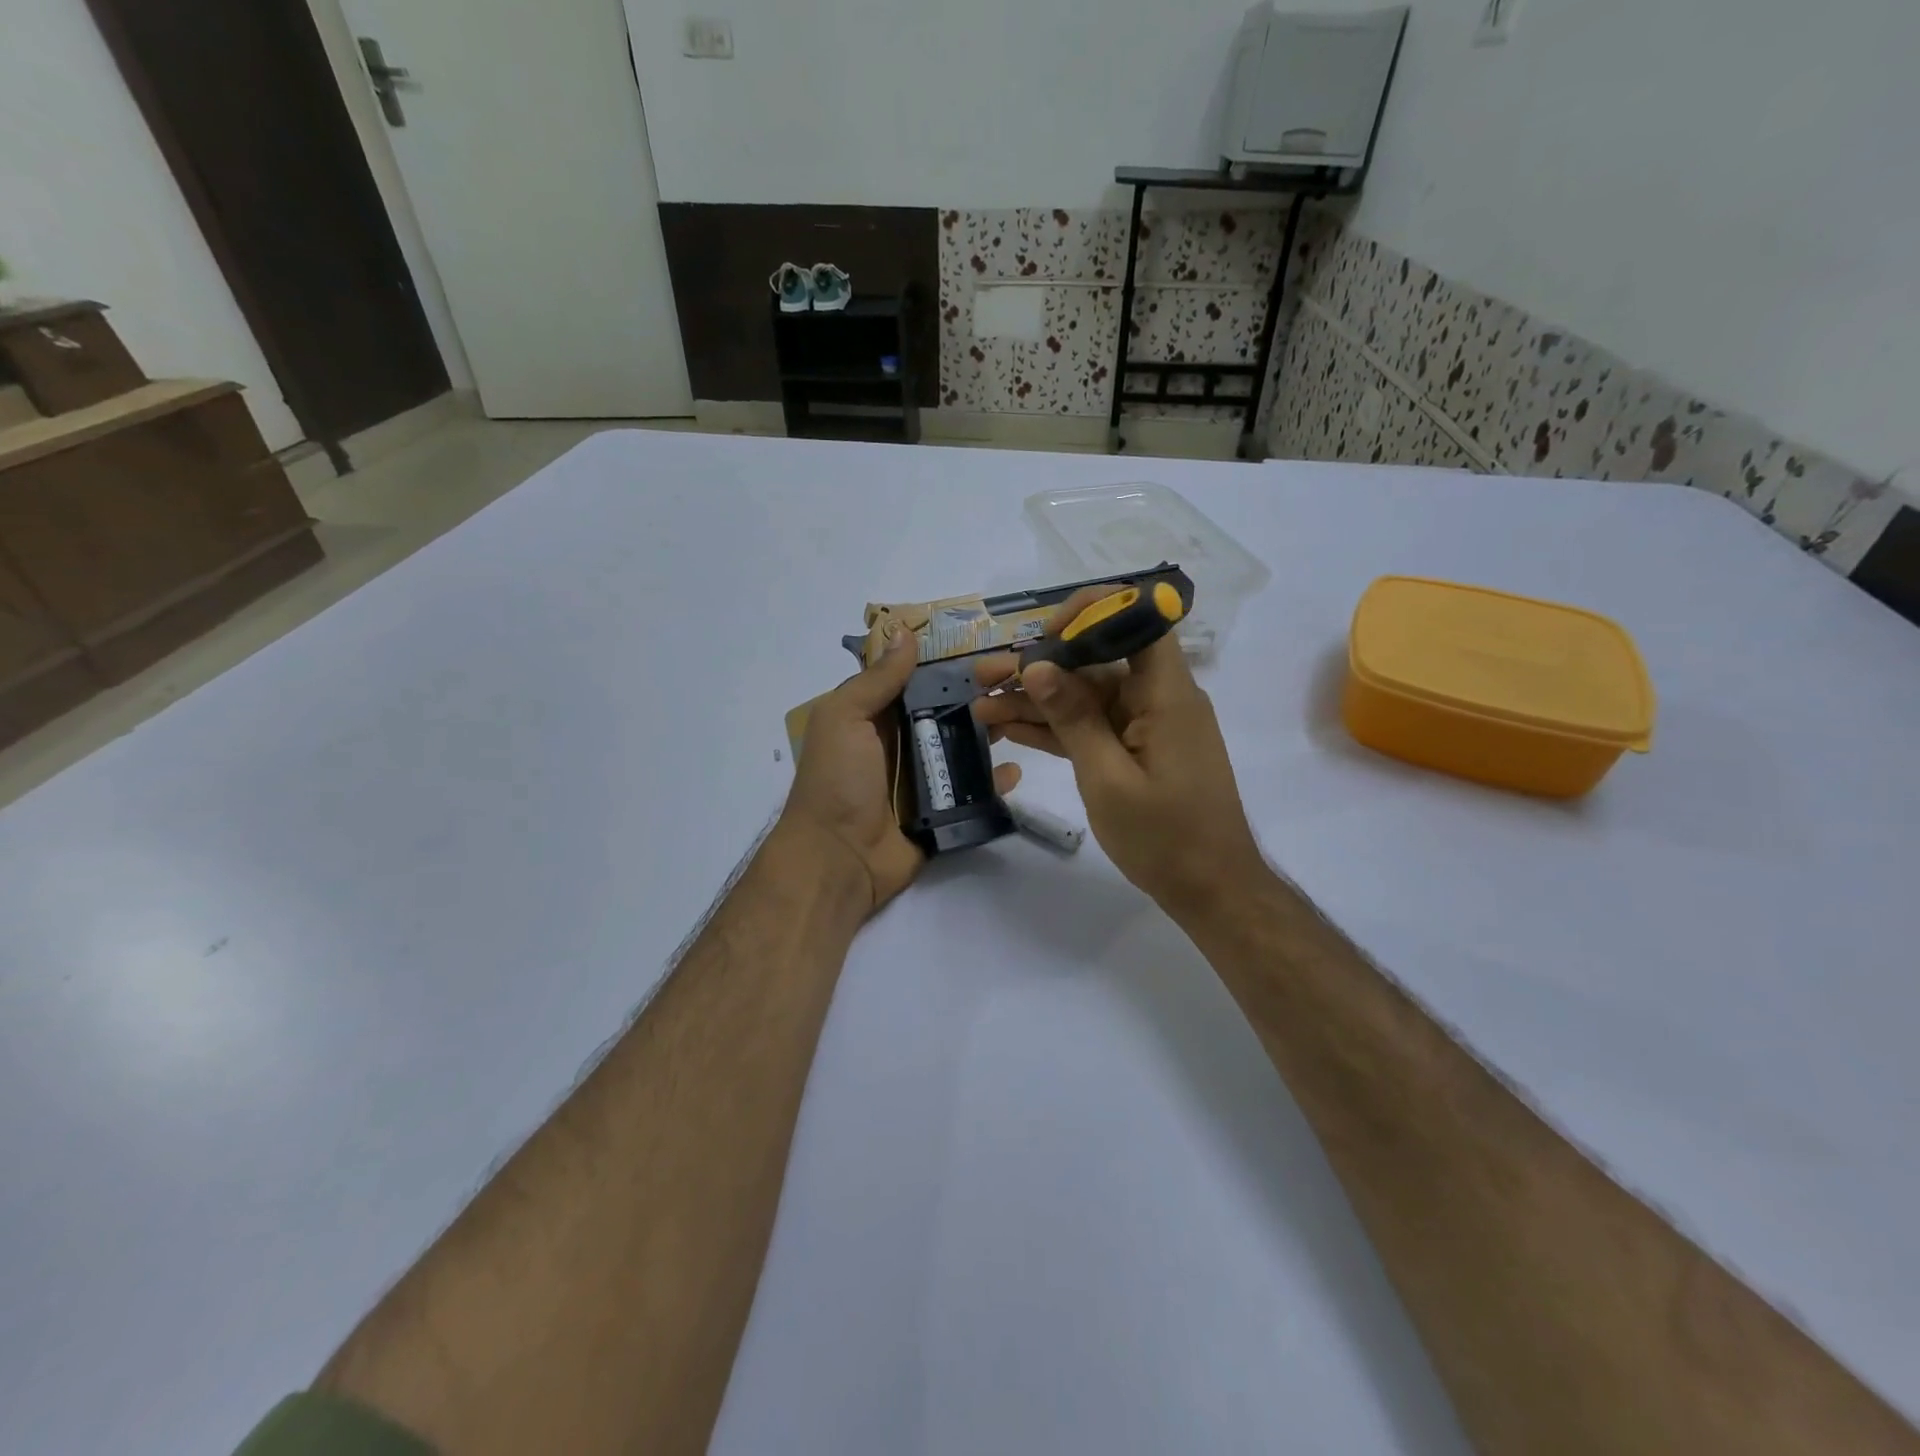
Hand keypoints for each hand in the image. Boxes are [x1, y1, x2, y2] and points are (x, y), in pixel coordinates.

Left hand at [781, 622, 1020, 915]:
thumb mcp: (845, 718)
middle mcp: (901, 744)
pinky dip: (995, 782)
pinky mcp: (942, 813)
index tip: (987, 646)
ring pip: (964, 749)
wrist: (838, 859)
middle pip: (946, 712)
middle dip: (979, 696)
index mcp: (875, 718)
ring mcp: (924, 780)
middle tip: (1018, 680)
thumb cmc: (837, 780)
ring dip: (991, 733)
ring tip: (1024, 716)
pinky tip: (1016, 770)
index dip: (948, 663)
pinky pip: (974, 793)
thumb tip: (906, 633)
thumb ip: (876, 679)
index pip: (917, 680)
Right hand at [973, 586, 1265, 921]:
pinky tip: (1008, 728)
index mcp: (1165, 694)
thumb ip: (1072, 719)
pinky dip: (1054, 728)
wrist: (1210, 890)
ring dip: (1035, 701)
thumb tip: (1035, 666)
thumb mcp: (1108, 778)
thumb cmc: (1166, 837)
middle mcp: (1156, 699)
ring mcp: (1144, 726)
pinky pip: (1090, 727)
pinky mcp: (1134, 751)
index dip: (1091, 613)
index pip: (1139, 621)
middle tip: (983, 675)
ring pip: (1085, 697)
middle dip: (1038, 666)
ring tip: (981, 704)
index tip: (1043, 636)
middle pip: (1095, 662)